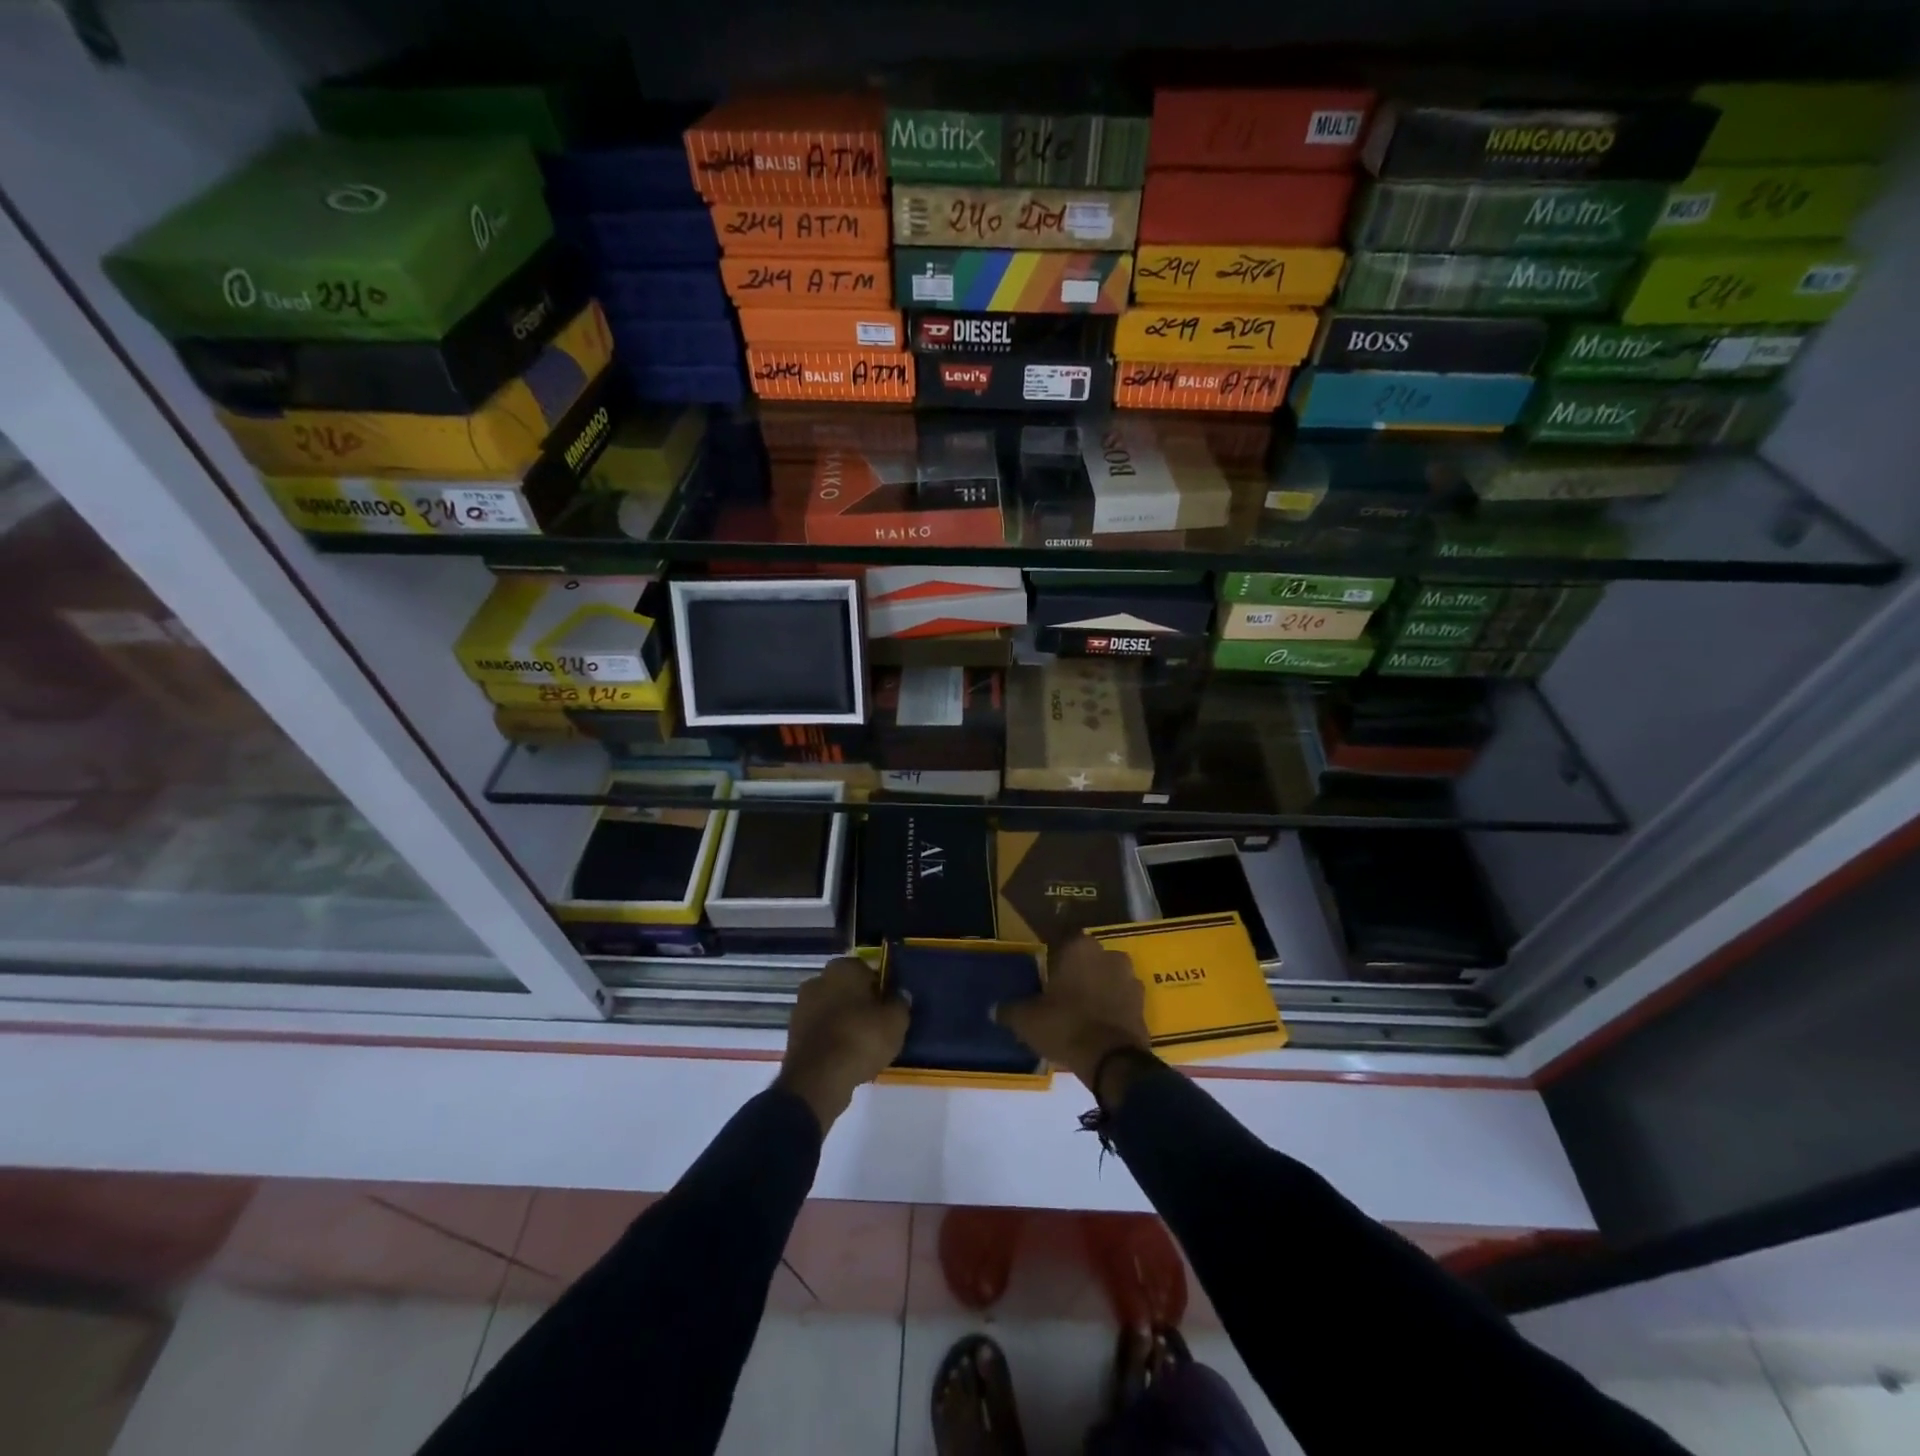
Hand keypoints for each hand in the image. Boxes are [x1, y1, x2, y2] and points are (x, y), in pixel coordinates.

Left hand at [775, 957, 909, 1132]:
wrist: (818, 1079)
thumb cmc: (861, 1038)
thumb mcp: (896, 1021)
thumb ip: (900, 1003)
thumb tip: (900, 995)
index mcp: (842, 967)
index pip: (867, 969)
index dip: (880, 987)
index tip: (889, 1006)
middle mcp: (818, 980)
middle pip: (847, 989)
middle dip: (860, 1003)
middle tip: (878, 1025)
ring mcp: (802, 1007)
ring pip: (832, 1010)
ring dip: (845, 1021)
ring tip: (863, 1045)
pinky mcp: (793, 1034)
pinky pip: (821, 1031)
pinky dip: (832, 1039)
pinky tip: (846, 1057)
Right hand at [995, 935, 1151, 1091]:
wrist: (1112, 1061)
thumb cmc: (1065, 1026)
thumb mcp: (1027, 1020)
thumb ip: (1010, 1010)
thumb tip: (994, 1009)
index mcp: (1079, 947)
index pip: (1061, 942)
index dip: (1051, 959)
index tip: (1043, 977)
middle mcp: (1109, 954)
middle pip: (1087, 959)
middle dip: (1076, 973)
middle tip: (1059, 995)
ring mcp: (1130, 978)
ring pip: (1107, 978)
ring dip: (1097, 989)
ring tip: (1080, 1012)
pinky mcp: (1143, 1004)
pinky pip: (1121, 1000)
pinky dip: (1111, 1009)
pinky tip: (1098, 1026)